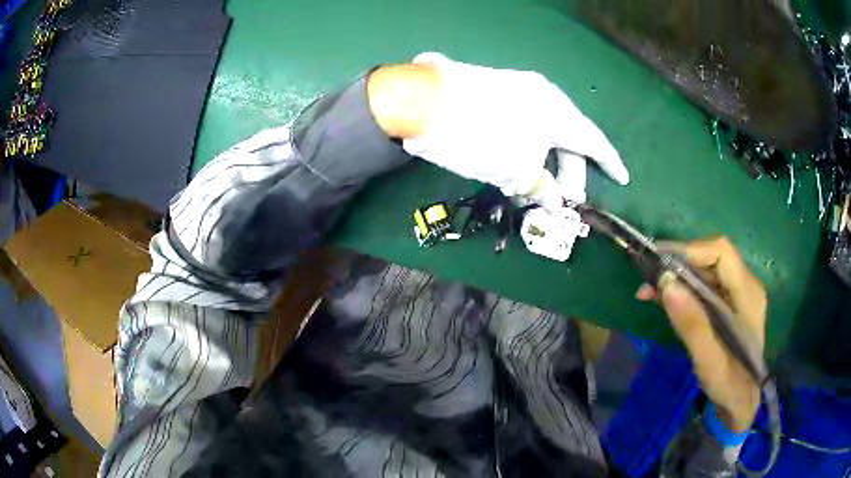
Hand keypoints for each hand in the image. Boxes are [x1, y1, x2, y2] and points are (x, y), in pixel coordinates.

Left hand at [367, 53, 628, 209]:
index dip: (609, 162)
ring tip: (535, 189)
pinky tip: (518, 166)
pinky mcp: (495, 92)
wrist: (423, 102)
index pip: (593, 141)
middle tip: (562, 201)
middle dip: (568, 172)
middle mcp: (543, 95)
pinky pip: (525, 124)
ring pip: (544, 132)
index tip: (622, 178)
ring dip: (544, 162)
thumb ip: (541, 187)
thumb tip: (555, 201)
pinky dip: (528, 148)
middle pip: (567, 138)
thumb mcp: (515, 170)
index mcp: (558, 111)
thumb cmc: (480, 138)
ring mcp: (517, 90)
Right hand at [635, 237, 766, 432]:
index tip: (660, 265)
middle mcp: (746, 285)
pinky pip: (705, 283)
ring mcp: (738, 292)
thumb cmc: (730, 385)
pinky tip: (664, 299)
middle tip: (649, 282)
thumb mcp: (709, 363)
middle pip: (711, 257)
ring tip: (649, 292)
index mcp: (748, 296)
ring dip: (678, 276)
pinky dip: (683, 287)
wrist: (743, 399)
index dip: (691, 251)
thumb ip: (692, 325)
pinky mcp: (730, 301)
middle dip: (679, 264)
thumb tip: (666, 285)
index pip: (722, 253)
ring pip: (706, 269)